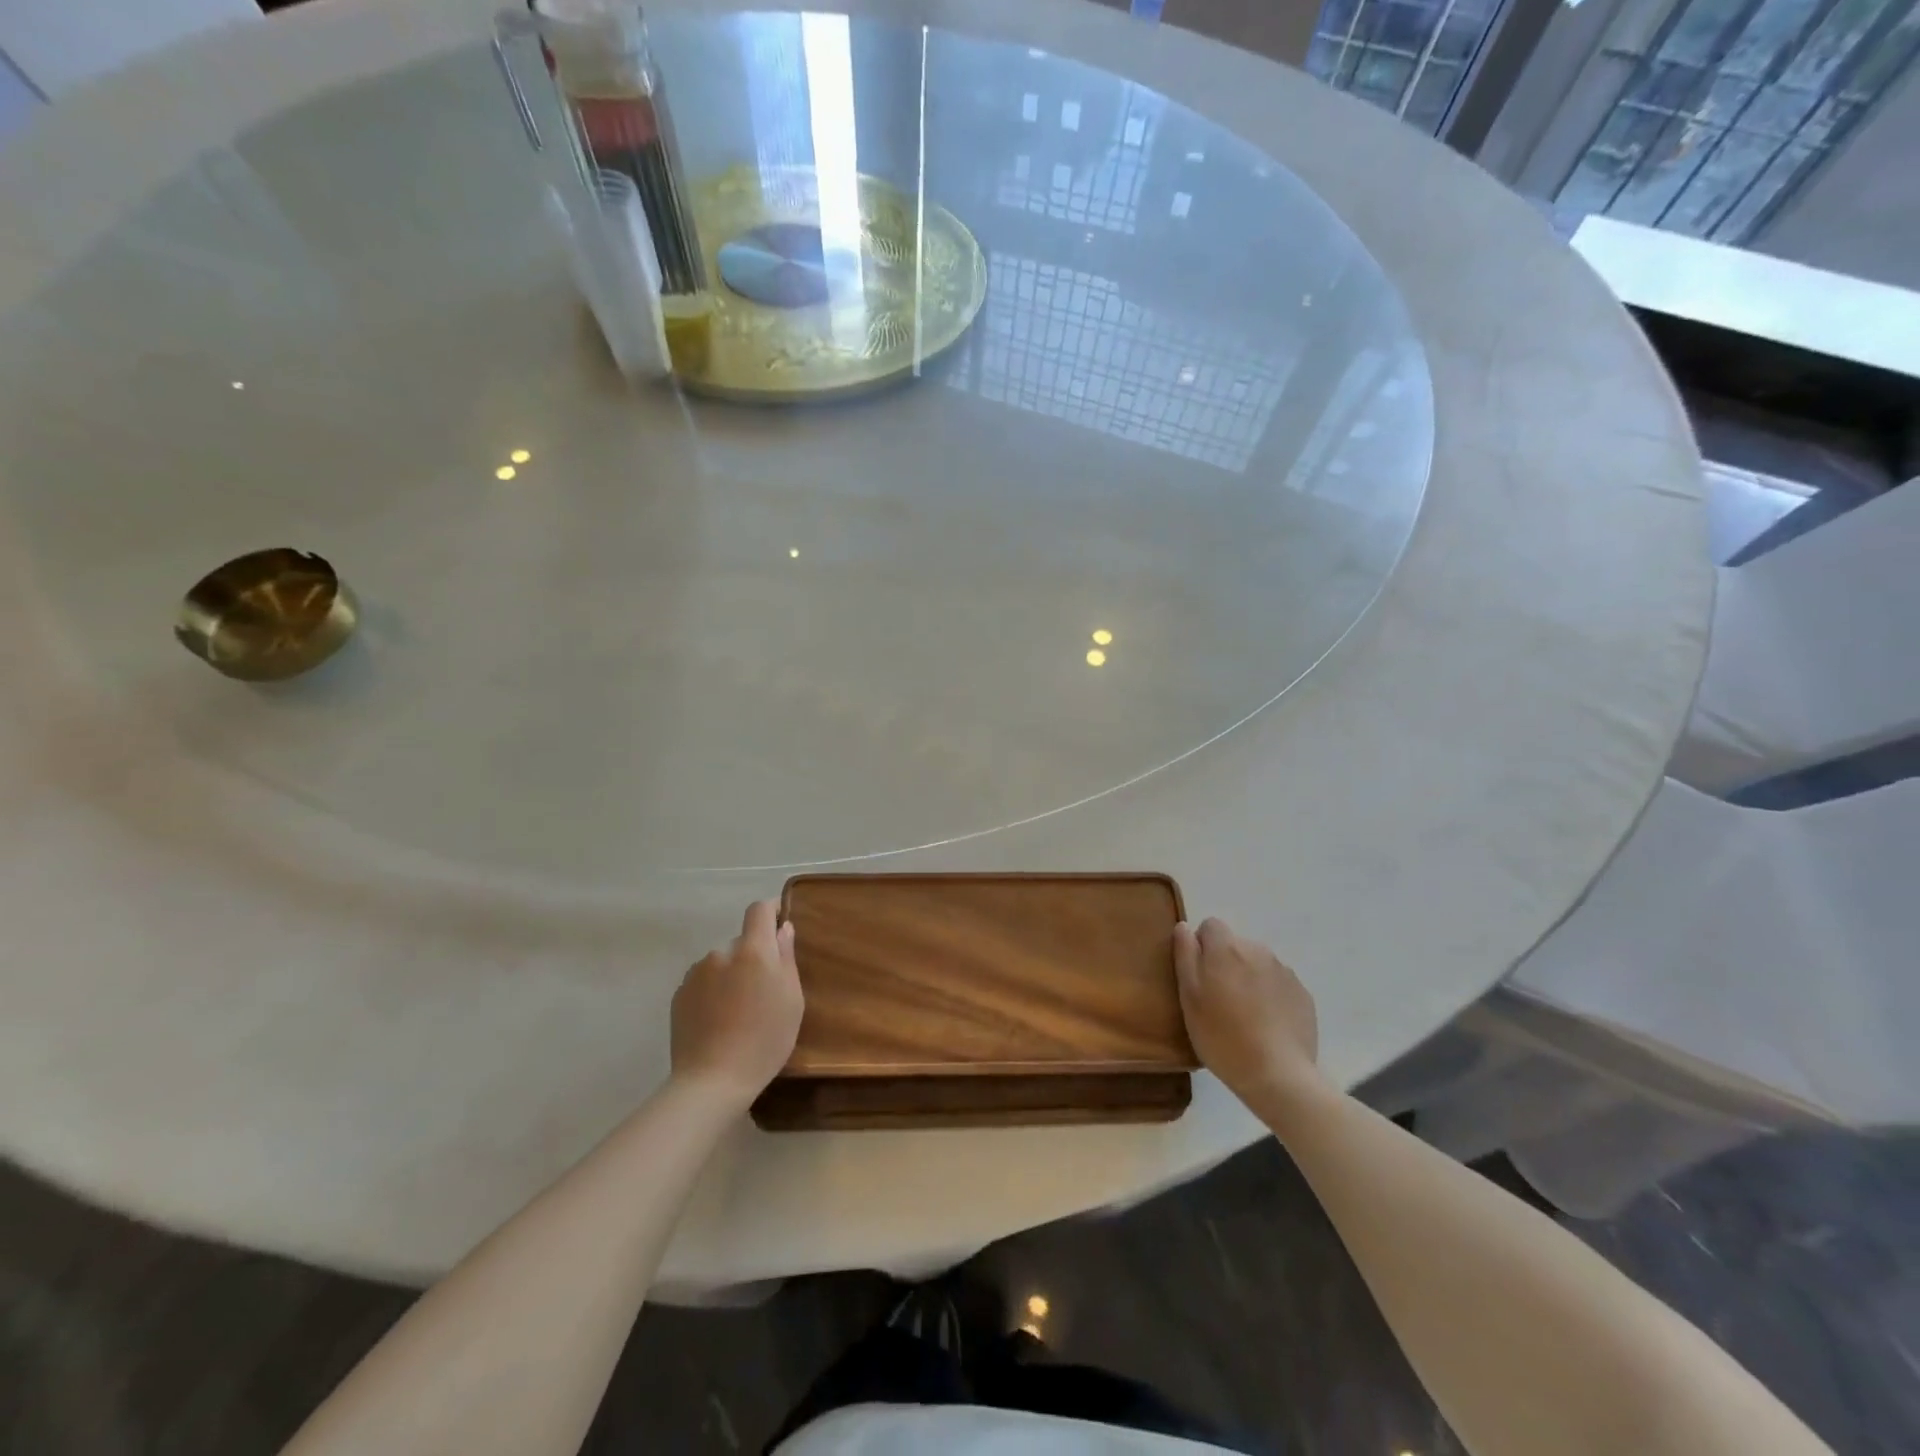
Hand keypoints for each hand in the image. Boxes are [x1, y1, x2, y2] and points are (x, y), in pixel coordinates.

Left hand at [670, 900, 804, 1109]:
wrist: (712, 1081)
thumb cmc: (764, 1040)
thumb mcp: (791, 999)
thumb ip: (786, 958)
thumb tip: (782, 929)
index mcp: (752, 951)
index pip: (758, 910)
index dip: (771, 910)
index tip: (780, 920)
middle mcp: (721, 953)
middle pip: (741, 942)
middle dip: (753, 956)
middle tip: (764, 988)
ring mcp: (696, 974)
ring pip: (721, 963)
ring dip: (731, 974)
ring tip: (739, 1010)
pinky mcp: (679, 995)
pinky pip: (703, 982)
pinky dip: (713, 992)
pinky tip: (719, 1020)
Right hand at [1173, 917, 1320, 1106]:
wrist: (1278, 1076)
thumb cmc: (1222, 1036)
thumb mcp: (1189, 997)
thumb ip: (1185, 955)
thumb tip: (1184, 927)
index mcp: (1227, 948)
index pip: (1210, 925)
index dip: (1201, 946)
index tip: (1199, 976)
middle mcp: (1258, 950)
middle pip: (1235, 945)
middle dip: (1225, 964)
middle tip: (1219, 1001)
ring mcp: (1284, 972)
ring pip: (1257, 964)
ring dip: (1248, 978)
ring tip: (1244, 1015)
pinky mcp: (1302, 994)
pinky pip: (1278, 984)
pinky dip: (1270, 995)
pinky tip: (1266, 1025)